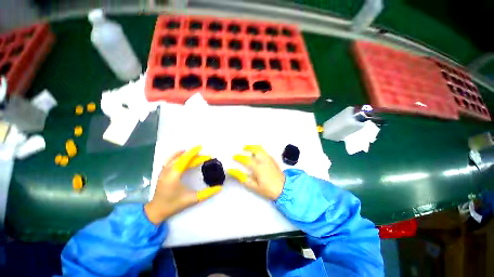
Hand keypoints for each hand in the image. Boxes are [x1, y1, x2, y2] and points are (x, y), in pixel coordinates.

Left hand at [145, 146, 221, 224]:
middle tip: (205, 156)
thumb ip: (207, 193)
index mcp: (174, 175)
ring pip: (175, 157)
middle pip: (182, 158)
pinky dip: (176, 155)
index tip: (202, 149)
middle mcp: (167, 171)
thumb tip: (220, 187)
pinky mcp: (162, 172)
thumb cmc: (174, 204)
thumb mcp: (192, 199)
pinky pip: (169, 160)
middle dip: (194, 155)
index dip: (194, 153)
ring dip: (185, 154)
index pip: (185, 159)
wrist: (156, 211)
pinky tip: (181, 154)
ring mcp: (163, 171)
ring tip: (194, 152)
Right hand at [228, 145, 284, 200]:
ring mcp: (269, 159)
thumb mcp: (254, 186)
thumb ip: (243, 178)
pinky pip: (265, 152)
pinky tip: (258, 154)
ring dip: (254, 147)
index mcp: (258, 167)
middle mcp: (264, 161)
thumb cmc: (268, 189)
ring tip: (250, 149)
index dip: (239, 157)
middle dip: (248, 147)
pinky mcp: (273, 160)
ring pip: (261, 149)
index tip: (234, 156)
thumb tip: (233, 171)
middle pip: (255, 149)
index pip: (246, 159)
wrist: (284, 189)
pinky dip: (260, 151)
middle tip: (243, 148)